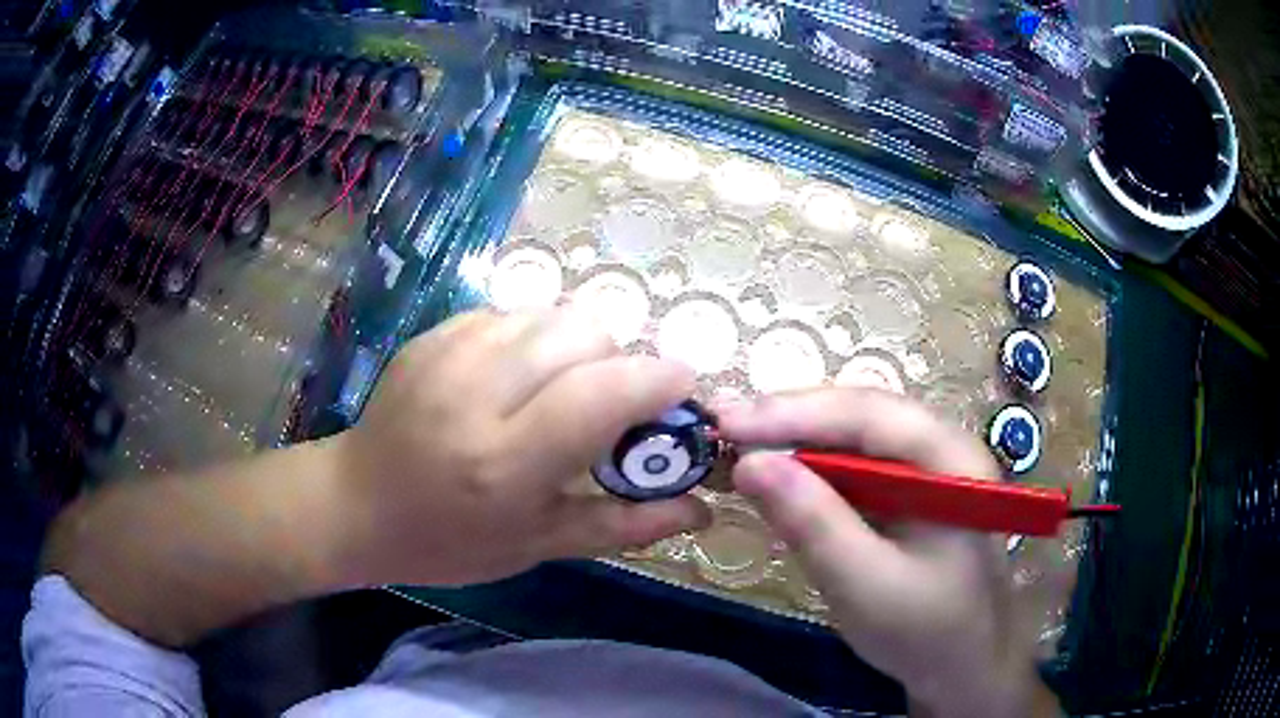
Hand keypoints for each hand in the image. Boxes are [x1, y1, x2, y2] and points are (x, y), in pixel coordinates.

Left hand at [331, 307, 709, 586]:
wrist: (356, 503)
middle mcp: (476, 392)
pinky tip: (514, 379)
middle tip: (609, 405)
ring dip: (577, 348)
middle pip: (584, 332)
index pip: (602, 394)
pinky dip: (534, 339)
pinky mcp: (434, 333)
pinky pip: (513, 313)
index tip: (684, 390)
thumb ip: (625, 523)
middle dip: (618, 361)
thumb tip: (703, 509)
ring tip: (559, 391)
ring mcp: (449, 352)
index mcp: (505, 460)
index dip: (658, 381)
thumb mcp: (539, 546)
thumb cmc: (448, 541)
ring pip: (552, 313)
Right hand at [717, 390, 1055, 717]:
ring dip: (796, 439)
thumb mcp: (865, 584)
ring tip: (739, 445)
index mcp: (952, 460)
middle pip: (861, 414)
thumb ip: (813, 523)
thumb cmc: (925, 630)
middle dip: (791, 419)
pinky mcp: (909, 491)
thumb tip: (748, 462)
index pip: (869, 413)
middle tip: (723, 427)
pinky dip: (812, 469)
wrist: (962, 665)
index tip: (727, 422)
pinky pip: (856, 466)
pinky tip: (779, 478)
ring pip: (854, 436)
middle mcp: (943, 447)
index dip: (794, 411)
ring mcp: (927, 468)